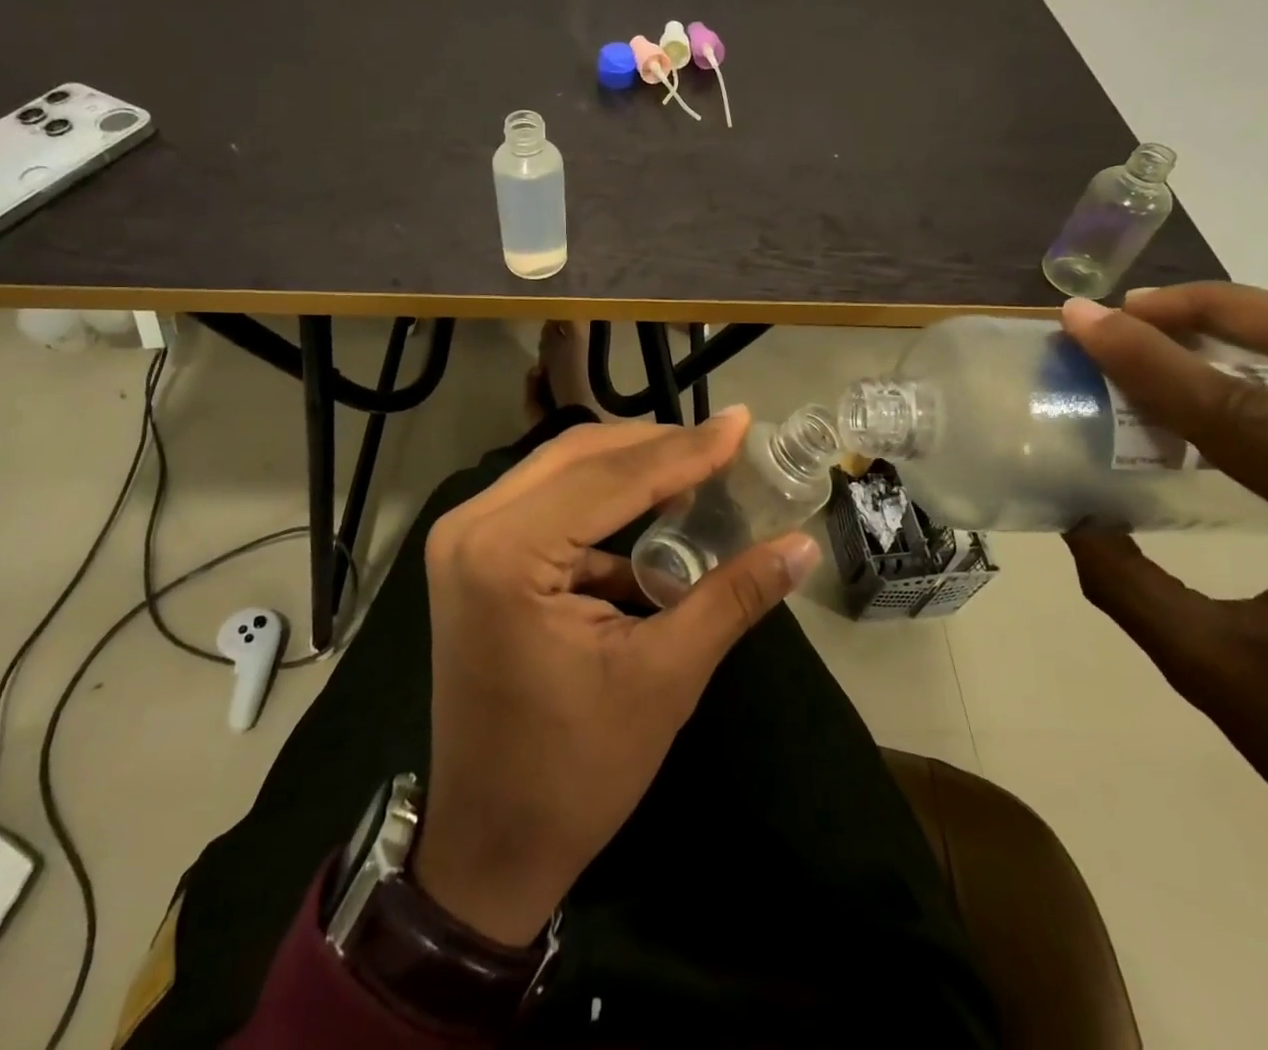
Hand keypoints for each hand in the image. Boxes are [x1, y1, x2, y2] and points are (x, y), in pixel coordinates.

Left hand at [408, 410, 821, 945]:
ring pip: (560, 471)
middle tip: (723, 444)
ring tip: (697, 469)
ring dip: (629, 467)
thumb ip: (732, 597)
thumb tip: (803, 545)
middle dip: (655, 446)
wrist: (490, 844)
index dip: (685, 449)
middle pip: (578, 456)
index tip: (743, 422)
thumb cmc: (575, 771)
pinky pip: (546, 503)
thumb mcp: (665, 678)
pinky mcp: (473, 556)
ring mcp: (464, 539)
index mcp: (505, 552)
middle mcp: (471, 526)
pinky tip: (653, 517)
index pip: (610, 477)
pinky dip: (601, 503)